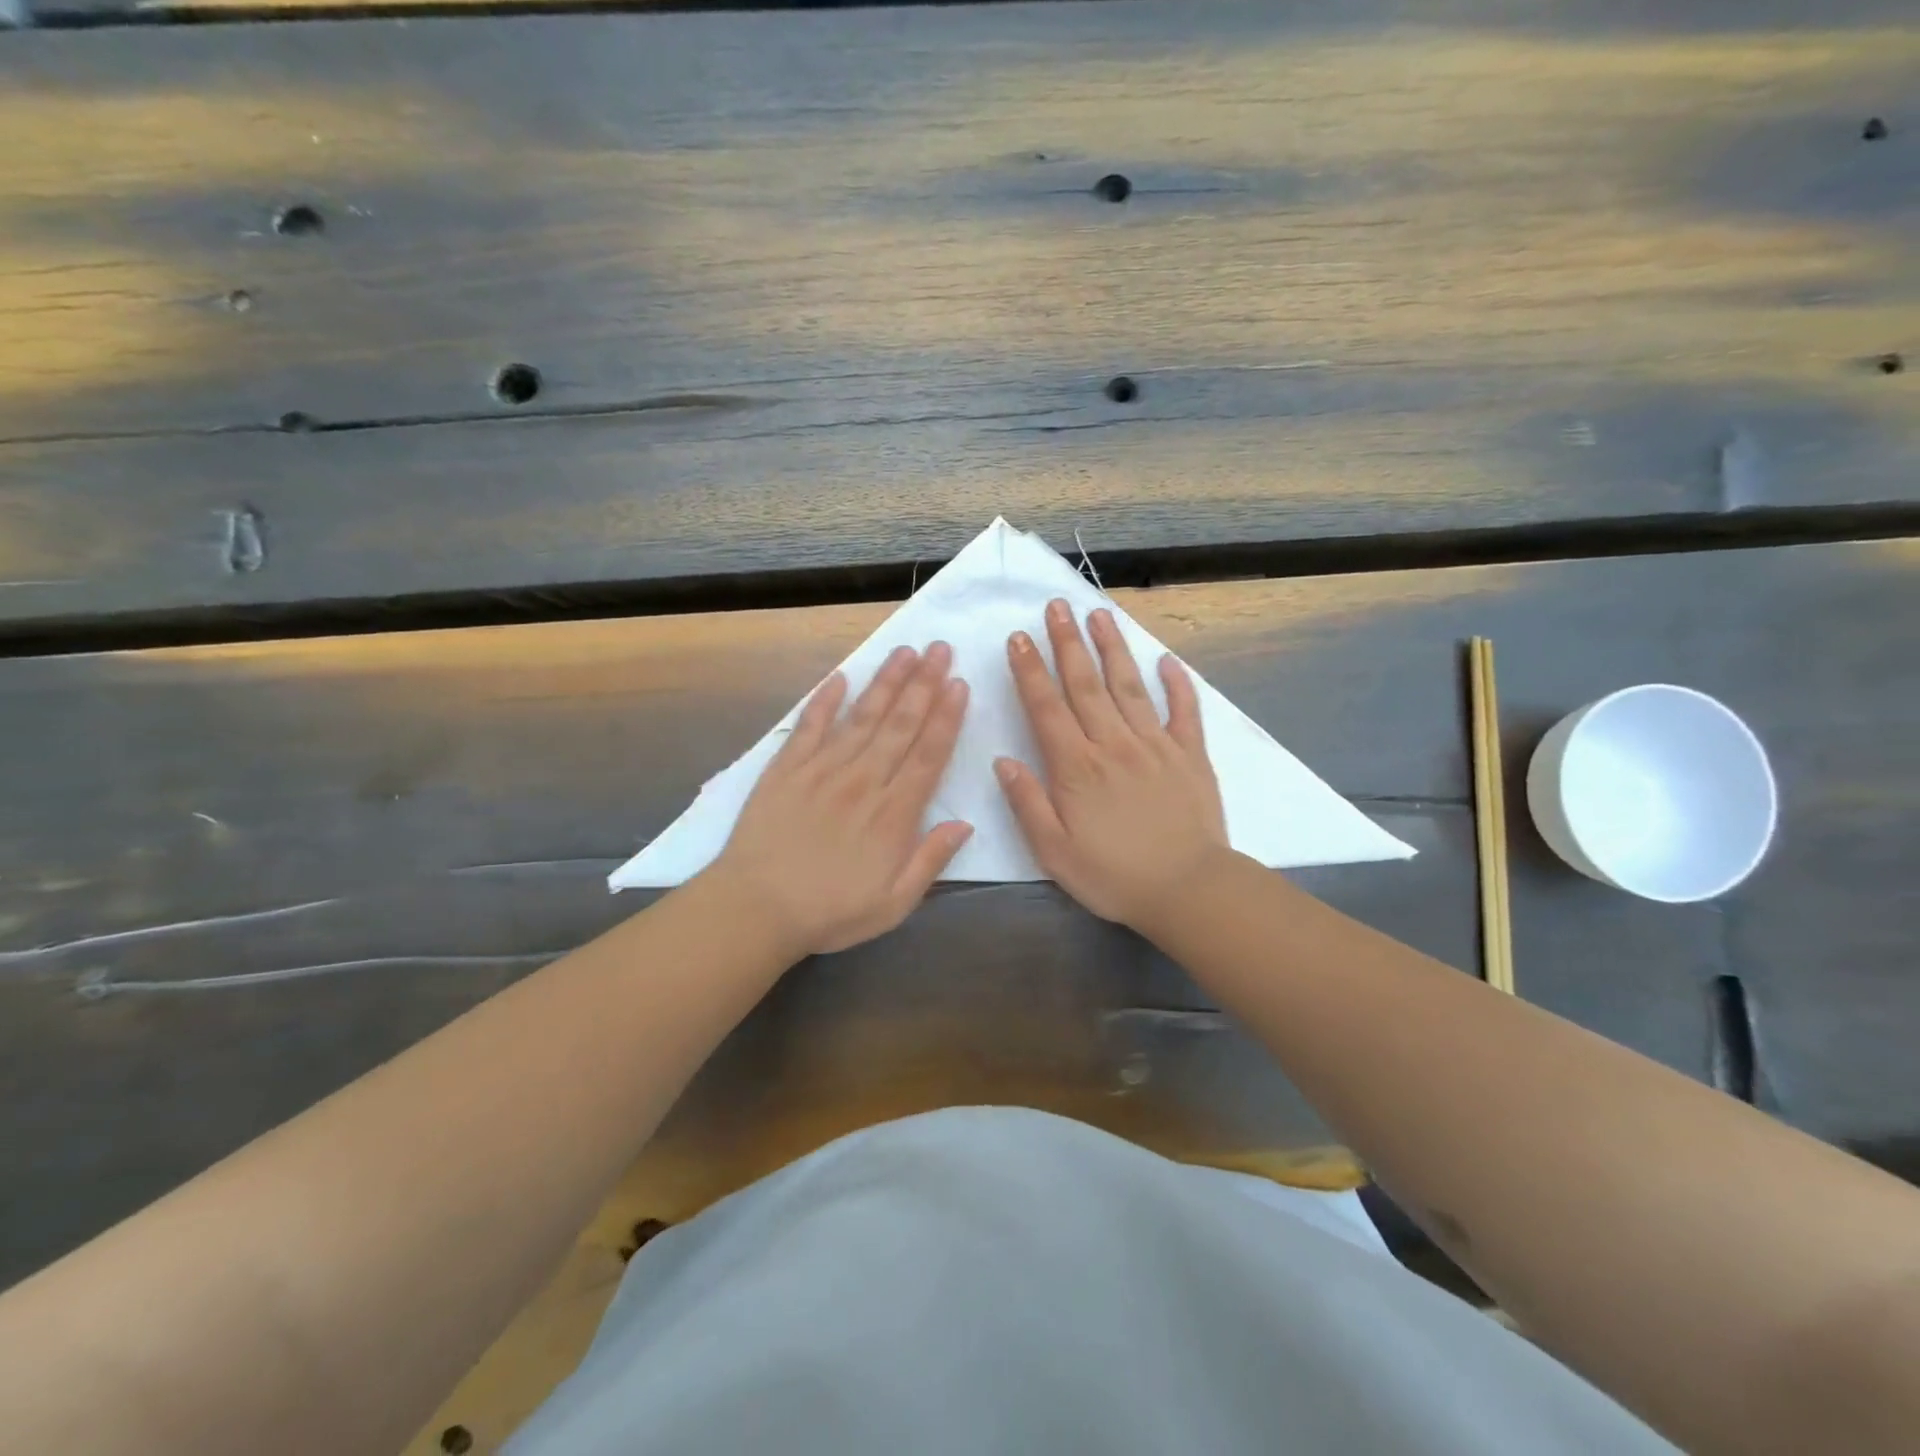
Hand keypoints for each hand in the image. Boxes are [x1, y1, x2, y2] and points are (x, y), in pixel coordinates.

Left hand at [713, 643, 972, 958]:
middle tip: (941, 649)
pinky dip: (825, 700)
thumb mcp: (894, 904)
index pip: (928, 755)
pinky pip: (809, 726)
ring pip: (862, 717)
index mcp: (893, 813)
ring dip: (886, 682)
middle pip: (900, 725)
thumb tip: (964, 824)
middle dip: (924, 684)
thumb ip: (930, 861)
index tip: (959, 685)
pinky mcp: (787, 769)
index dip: (946, 717)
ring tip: (905, 651)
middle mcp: (863, 781)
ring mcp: (823, 770)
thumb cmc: (830, 912)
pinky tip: (840, 677)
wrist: (756, 908)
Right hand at [996, 600, 1227, 932]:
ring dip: (1112, 648)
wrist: (1188, 890)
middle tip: (1057, 606)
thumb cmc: (1114, 876)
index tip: (1019, 638)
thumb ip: (1027, 803)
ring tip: (1100, 615)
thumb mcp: (1054, 852)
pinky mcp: (1190, 755)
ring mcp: (1155, 745)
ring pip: (1129, 686)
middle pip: (1086, 684)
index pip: (1047, 708)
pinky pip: (1184, 711)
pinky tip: (1167, 661)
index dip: (1030, 671)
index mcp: (1077, 767)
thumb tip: (1003, 761)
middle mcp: (1114, 744)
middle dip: (1068, 642)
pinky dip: (1177, 684)